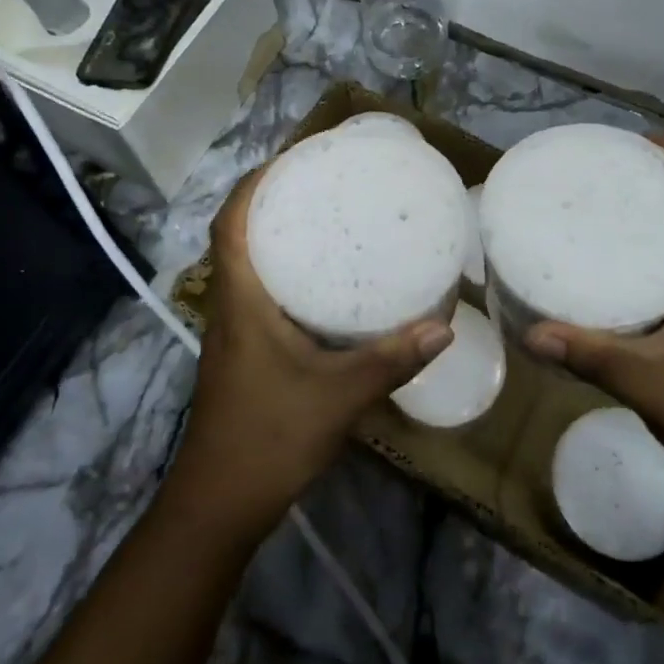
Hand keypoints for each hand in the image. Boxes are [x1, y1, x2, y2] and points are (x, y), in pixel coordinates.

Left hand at [168, 164, 454, 537]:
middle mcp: (229, 307)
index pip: (231, 224)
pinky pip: (258, 294)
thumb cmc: (268, 438)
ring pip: (247, 266)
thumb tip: (443, 326)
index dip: (252, 185)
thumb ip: (390, 360)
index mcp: (240, 301)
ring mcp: (232, 333)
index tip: (289, 159)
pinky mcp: (243, 354)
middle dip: (270, 202)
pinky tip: (323, 287)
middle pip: (237, 237)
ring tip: (324, 220)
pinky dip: (283, 274)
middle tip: (319, 182)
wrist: (219, 504)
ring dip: (274, 237)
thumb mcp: (337, 396)